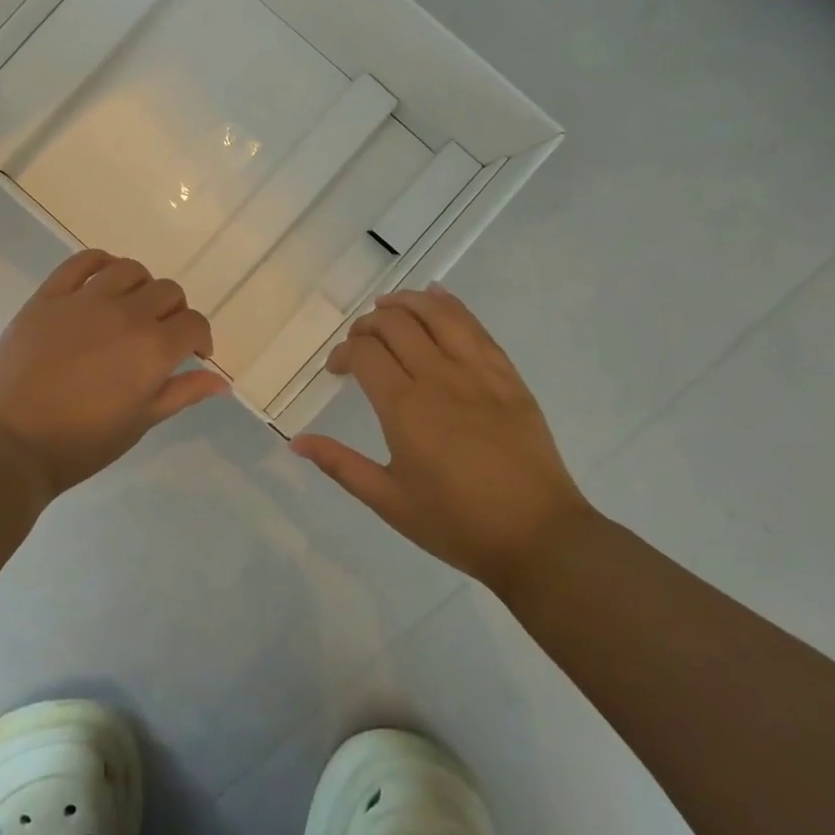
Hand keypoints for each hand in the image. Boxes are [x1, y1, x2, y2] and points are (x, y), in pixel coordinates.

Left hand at [0, 249, 228, 499]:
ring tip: (131, 308)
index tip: (192, 354)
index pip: (194, 324)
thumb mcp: (140, 422)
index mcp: (153, 348)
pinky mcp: (48, 297)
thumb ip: (182, 393)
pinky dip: (100, 263)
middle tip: (160, 336)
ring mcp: (84, 300)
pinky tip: (103, 280)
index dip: (200, 338)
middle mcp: (125, 314)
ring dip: (141, 286)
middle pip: (167, 292)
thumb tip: (221, 381)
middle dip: (174, 312)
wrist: (11, 443)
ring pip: (130, 270)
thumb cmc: (82, 443)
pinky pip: (81, 262)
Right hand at [291, 285, 591, 586]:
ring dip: (406, 303)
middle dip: (368, 325)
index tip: (337, 370)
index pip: (364, 353)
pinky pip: (475, 326)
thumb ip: (341, 465)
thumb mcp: (389, 501)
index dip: (343, 353)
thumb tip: (296, 441)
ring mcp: (478, 373)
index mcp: (405, 409)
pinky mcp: (508, 376)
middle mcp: (439, 378)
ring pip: (437, 314)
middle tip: (360, 343)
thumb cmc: (456, 524)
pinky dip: (450, 305)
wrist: (538, 537)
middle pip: (396, 325)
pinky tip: (436, 297)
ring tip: (388, 307)